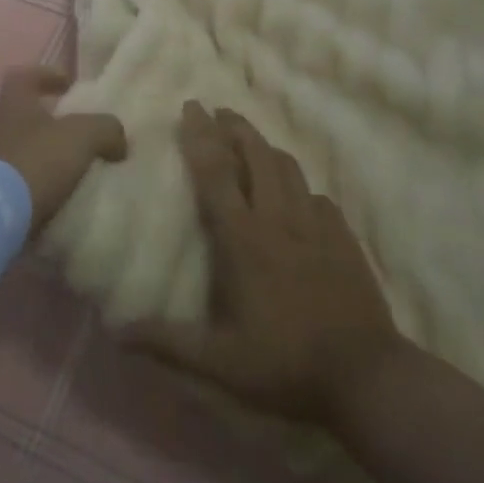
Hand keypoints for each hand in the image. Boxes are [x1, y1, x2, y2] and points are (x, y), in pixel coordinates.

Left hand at [0, 67, 126, 233]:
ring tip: (77, 176)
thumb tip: (118, 141)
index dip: (46, 75)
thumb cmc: (37, 161)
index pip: (23, 77)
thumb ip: (105, 129)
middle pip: (25, 118)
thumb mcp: (82, 136)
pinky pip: (20, 187)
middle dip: (53, 127)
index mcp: (15, 107)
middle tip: (83, 138)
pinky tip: (62, 202)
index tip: (69, 85)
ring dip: (47, 161)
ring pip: (24, 154)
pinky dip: (39, 191)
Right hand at [126, 102, 400, 426]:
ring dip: (264, 146)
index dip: (200, 136)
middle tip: (217, 111)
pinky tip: (297, 194)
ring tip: (250, 139)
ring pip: (288, 168)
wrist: (367, 375)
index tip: (190, 107)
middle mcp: (278, 219)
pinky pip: (317, 196)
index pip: (216, 172)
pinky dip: (299, 185)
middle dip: (234, 127)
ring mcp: (315, 225)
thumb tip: (117, 333)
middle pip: (255, 154)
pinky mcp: (343, 237)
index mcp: (244, 238)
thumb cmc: (285, 364)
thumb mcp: (219, 363)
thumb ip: (168, 343)